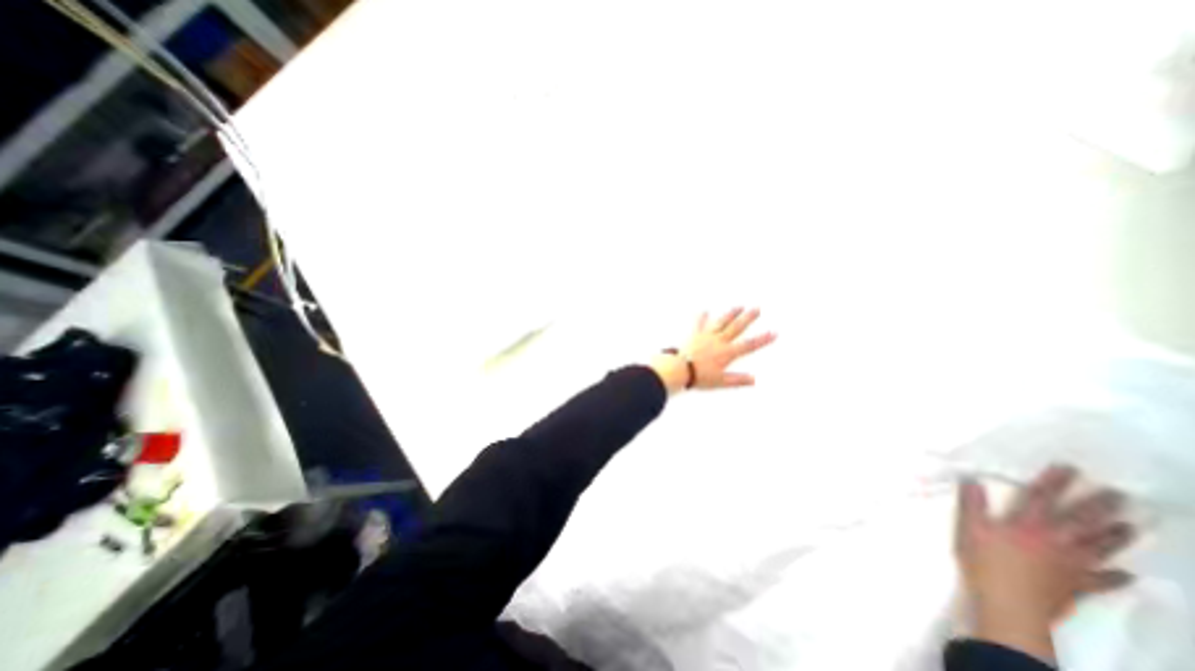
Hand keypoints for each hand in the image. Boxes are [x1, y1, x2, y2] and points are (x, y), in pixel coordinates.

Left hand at [650, 306, 779, 392]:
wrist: (680, 369)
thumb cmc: (700, 376)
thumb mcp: (721, 381)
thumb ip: (737, 380)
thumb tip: (754, 379)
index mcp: (727, 353)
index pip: (748, 345)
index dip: (762, 339)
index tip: (773, 332)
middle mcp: (719, 341)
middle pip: (736, 328)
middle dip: (748, 318)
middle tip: (757, 309)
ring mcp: (706, 336)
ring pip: (721, 322)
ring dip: (730, 313)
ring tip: (739, 306)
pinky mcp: (695, 334)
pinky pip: (699, 323)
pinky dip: (702, 317)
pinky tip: (704, 310)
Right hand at [958, 466, 1131, 665]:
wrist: (1010, 605)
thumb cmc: (985, 562)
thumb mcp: (969, 528)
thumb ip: (972, 503)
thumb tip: (971, 479)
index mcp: (1026, 525)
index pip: (1041, 499)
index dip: (1054, 482)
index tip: (1069, 468)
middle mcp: (1054, 541)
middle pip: (1079, 521)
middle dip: (1098, 507)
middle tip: (1118, 495)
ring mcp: (1071, 565)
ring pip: (1098, 548)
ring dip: (1115, 536)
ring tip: (1130, 526)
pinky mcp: (1077, 585)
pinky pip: (1102, 580)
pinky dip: (1116, 576)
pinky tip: (1126, 574)